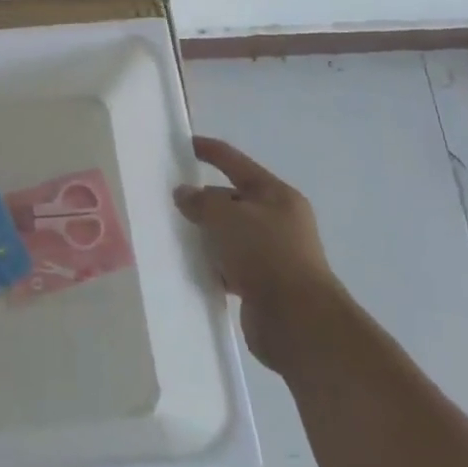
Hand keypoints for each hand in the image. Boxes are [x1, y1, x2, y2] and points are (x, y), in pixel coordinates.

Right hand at [175, 136, 337, 371]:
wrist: (298, 322)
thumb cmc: (265, 255)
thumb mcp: (226, 216)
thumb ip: (201, 201)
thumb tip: (184, 194)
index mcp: (276, 195)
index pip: (235, 162)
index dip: (209, 150)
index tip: (183, 144)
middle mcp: (278, 220)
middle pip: (231, 200)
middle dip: (203, 201)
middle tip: (169, 205)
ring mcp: (272, 253)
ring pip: (229, 235)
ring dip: (206, 236)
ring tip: (174, 236)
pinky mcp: (263, 284)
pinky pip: (229, 264)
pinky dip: (213, 264)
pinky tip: (192, 268)